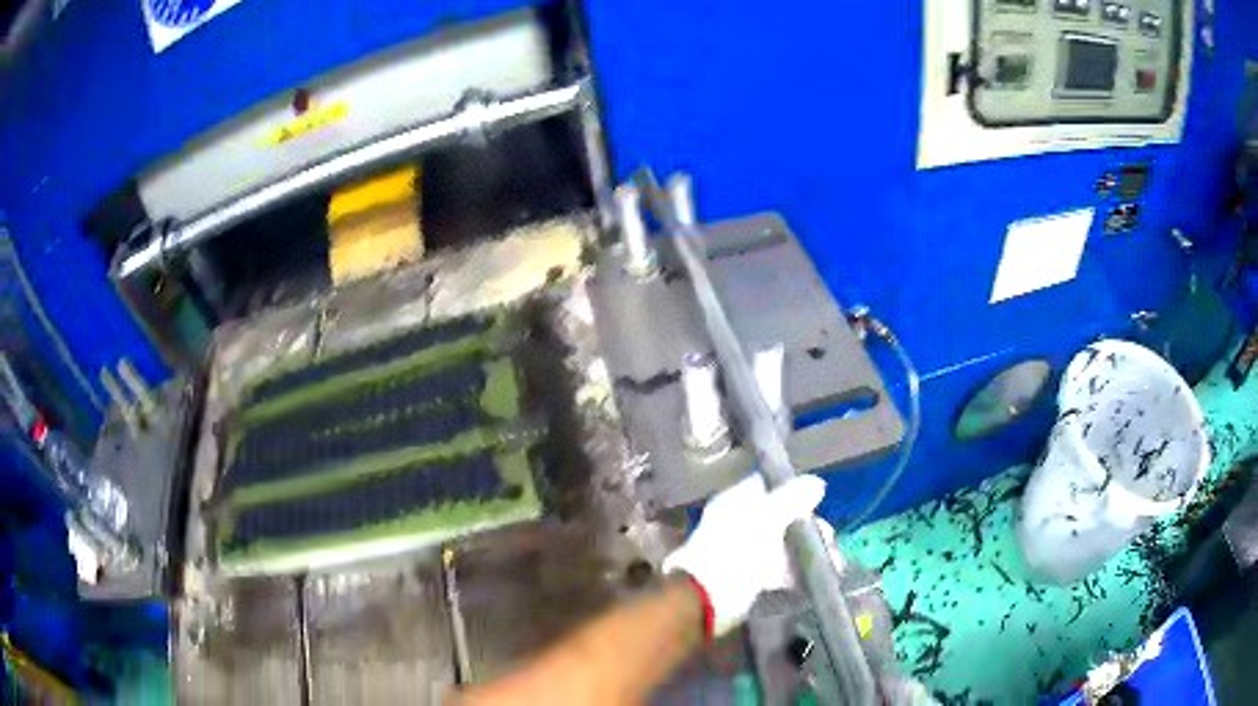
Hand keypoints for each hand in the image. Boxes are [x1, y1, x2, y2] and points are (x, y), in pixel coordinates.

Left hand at [663, 473, 825, 636]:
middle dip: (807, 527)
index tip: (817, 500)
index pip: (767, 485)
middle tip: (829, 539)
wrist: (707, 599)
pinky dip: (795, 573)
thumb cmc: (737, 550)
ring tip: (832, 562)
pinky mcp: (748, 579)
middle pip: (779, 517)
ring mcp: (743, 552)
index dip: (792, 489)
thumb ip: (793, 498)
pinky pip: (777, 570)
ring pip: (781, 545)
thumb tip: (816, 484)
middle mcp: (739, 523)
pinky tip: (813, 579)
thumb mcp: (769, 517)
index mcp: (736, 501)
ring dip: (806, 552)